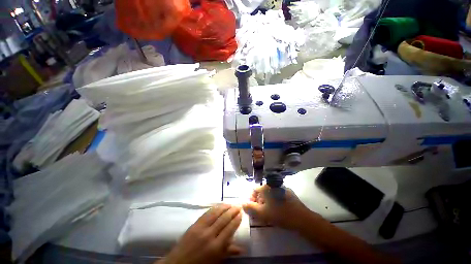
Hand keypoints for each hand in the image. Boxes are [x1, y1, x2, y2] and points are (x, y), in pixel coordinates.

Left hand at [157, 204, 243, 263]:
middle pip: (224, 219)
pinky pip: (207, 213)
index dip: (236, 220)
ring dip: (224, 207)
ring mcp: (201, 228)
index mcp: (216, 247)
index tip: (241, 213)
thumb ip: (228, 252)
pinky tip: (219, 205)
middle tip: (238, 206)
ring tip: (230, 203)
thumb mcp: (216, 260)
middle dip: (232, 211)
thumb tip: (242, 248)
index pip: (229, 229)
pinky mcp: (195, 224)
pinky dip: (215, 208)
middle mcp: (210, 235)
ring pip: (216, 213)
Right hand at [243, 185, 312, 229]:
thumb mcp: (262, 213)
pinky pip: (277, 196)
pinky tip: (277, 211)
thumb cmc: (280, 214)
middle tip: (260, 214)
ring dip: (266, 203)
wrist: (301, 218)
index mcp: (266, 187)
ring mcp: (281, 188)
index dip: (251, 200)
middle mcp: (273, 185)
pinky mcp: (288, 193)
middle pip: (261, 193)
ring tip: (268, 214)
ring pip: (269, 194)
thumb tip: (242, 203)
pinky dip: (274, 202)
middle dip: (258, 202)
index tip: (252, 210)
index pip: (254, 190)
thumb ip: (250, 208)